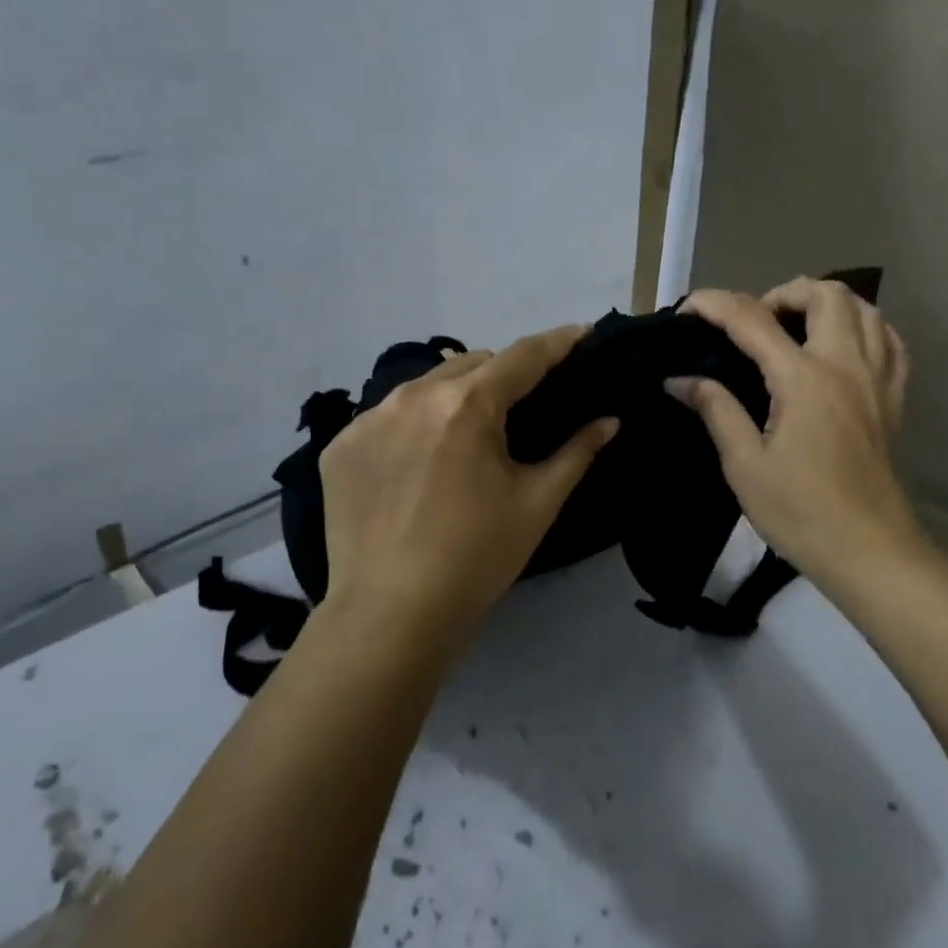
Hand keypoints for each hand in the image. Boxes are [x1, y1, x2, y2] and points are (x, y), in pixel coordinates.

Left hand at [317, 325, 618, 652]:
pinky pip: (387, 417)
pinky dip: (413, 425)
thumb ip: (577, 452)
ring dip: (454, 397)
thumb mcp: (537, 503)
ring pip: (425, 386)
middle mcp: (413, 396)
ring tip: (467, 435)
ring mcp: (368, 419)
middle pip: (471, 364)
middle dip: (502, 375)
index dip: (556, 342)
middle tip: (521, 407)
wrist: (390, 614)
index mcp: (467, 405)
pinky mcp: (340, 446)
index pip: (522, 357)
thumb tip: (608, 420)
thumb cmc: (476, 558)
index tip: (580, 333)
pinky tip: (419, 463)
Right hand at [667, 278, 925, 599]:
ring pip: (864, 308)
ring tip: (794, 330)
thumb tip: (679, 379)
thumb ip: (715, 410)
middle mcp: (846, 365)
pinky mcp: (895, 399)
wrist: (869, 551)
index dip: (714, 305)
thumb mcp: (744, 464)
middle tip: (754, 324)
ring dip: (824, 304)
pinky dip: (865, 328)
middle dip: (781, 293)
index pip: (752, 319)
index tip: (686, 310)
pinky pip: (889, 341)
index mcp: (803, 379)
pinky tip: (842, 347)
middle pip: (824, 293)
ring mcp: (877, 379)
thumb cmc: (800, 512)